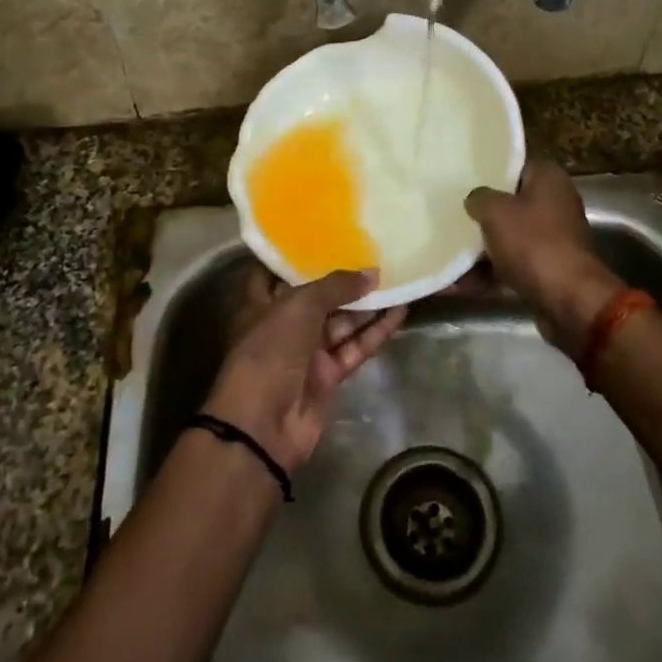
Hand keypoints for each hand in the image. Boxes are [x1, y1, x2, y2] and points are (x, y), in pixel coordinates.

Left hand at [205, 265, 406, 473]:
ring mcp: (306, 353)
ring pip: (341, 322)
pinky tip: (399, 312)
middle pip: (317, 298)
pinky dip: (375, 332)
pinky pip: (355, 348)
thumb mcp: (299, 307)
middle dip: (343, 280)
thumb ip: (337, 286)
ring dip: (367, 304)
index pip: (275, 273)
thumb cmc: (270, 351)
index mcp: (261, 304)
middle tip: (376, 254)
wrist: (263, 424)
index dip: (296, 257)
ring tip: (397, 278)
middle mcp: (283, 326)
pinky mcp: (328, 376)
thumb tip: (372, 273)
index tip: (325, 236)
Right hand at [465, 160, 621, 356]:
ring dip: (479, 247)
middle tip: (449, 210)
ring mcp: (552, 238)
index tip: (461, 175)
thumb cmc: (533, 243)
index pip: (515, 163)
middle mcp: (555, 204)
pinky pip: (510, 264)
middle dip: (481, 211)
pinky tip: (455, 284)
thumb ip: (479, 198)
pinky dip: (487, 273)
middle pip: (510, 202)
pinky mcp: (546, 269)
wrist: (569, 301)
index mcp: (549, 179)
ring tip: (444, 251)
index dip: (489, 168)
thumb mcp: (496, 212)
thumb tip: (475, 199)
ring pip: (508, 236)